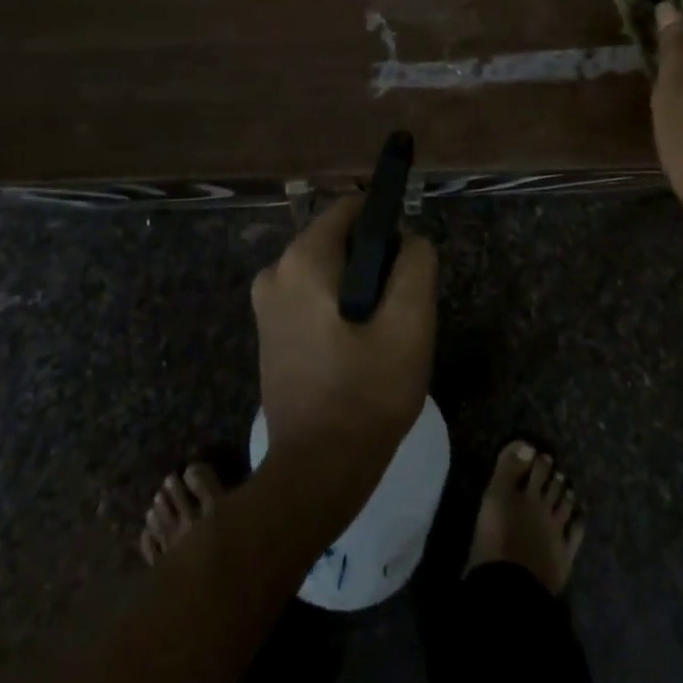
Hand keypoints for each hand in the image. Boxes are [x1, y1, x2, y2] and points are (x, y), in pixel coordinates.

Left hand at [251, 194, 437, 480]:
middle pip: (338, 239)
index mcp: (303, 259)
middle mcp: (275, 270)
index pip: (352, 208)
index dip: (387, 225)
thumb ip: (416, 264)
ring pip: (327, 269)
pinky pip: (312, 295)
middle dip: (373, 262)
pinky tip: (356, 349)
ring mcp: (266, 302)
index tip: (406, 264)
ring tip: (379, 336)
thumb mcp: (410, 324)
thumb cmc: (366, 395)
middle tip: (397, 310)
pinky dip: (337, 308)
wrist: (315, 473)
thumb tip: (410, 239)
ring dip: (358, 289)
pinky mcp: (268, 330)